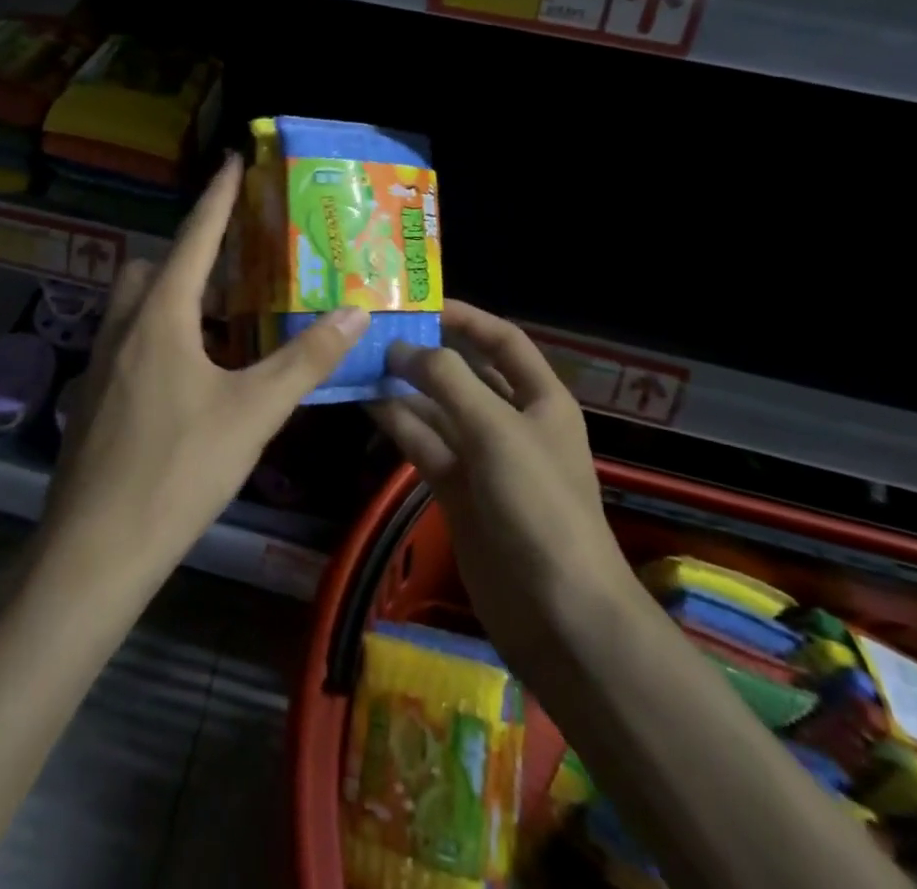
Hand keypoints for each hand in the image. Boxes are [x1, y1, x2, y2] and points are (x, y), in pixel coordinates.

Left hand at [42, 156, 367, 592]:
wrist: (95, 550)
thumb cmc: (177, 470)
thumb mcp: (253, 412)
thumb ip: (305, 360)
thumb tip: (355, 313)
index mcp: (160, 315)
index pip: (195, 237)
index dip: (218, 196)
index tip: (233, 159)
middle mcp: (123, 326)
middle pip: (155, 266)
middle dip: (193, 253)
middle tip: (239, 264)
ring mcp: (102, 363)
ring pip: (137, 305)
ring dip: (176, 296)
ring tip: (225, 316)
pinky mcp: (95, 397)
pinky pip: (131, 340)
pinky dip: (163, 333)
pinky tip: (195, 373)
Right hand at [371, 302, 641, 688]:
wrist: (558, 614)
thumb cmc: (538, 506)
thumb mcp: (496, 430)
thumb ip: (448, 380)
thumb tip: (402, 347)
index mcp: (540, 399)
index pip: (502, 341)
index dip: (466, 317)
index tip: (420, 302)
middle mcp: (512, 422)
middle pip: (465, 373)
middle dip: (425, 352)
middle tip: (375, 331)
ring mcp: (483, 459)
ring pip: (438, 409)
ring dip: (403, 388)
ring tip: (358, 361)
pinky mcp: (458, 491)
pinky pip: (425, 445)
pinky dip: (398, 425)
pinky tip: (364, 404)